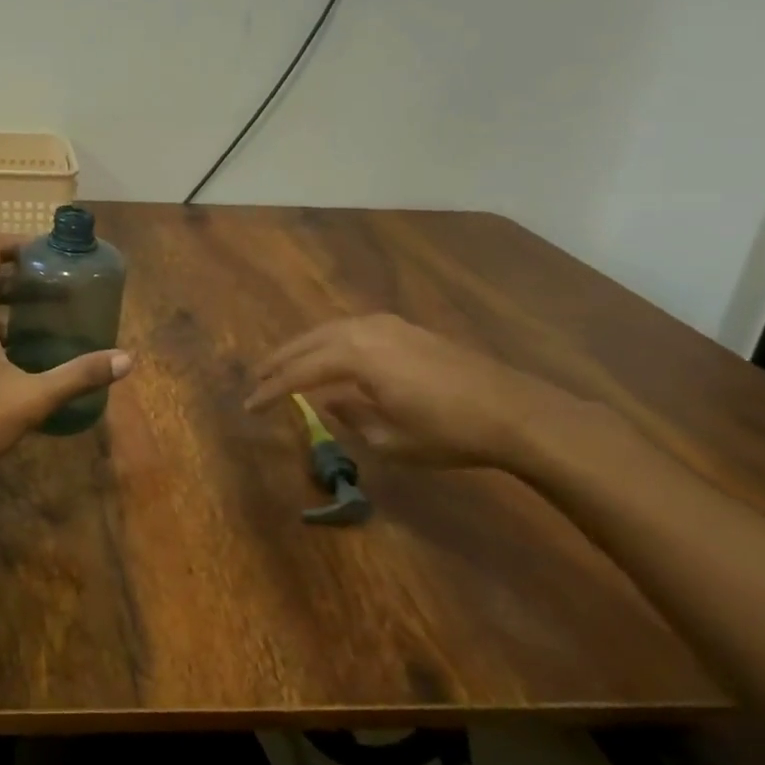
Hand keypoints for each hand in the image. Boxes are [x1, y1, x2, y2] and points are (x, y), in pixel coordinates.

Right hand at [245, 313, 582, 471]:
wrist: (514, 411)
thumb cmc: (447, 432)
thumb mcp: (389, 439)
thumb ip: (350, 416)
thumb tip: (330, 401)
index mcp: (356, 356)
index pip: (300, 372)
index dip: (272, 390)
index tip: (249, 406)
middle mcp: (365, 329)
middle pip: (308, 342)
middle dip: (280, 361)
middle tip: (255, 378)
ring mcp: (387, 324)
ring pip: (329, 331)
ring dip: (303, 348)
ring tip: (284, 364)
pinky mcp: (405, 328)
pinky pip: (351, 330)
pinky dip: (329, 342)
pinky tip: (329, 356)